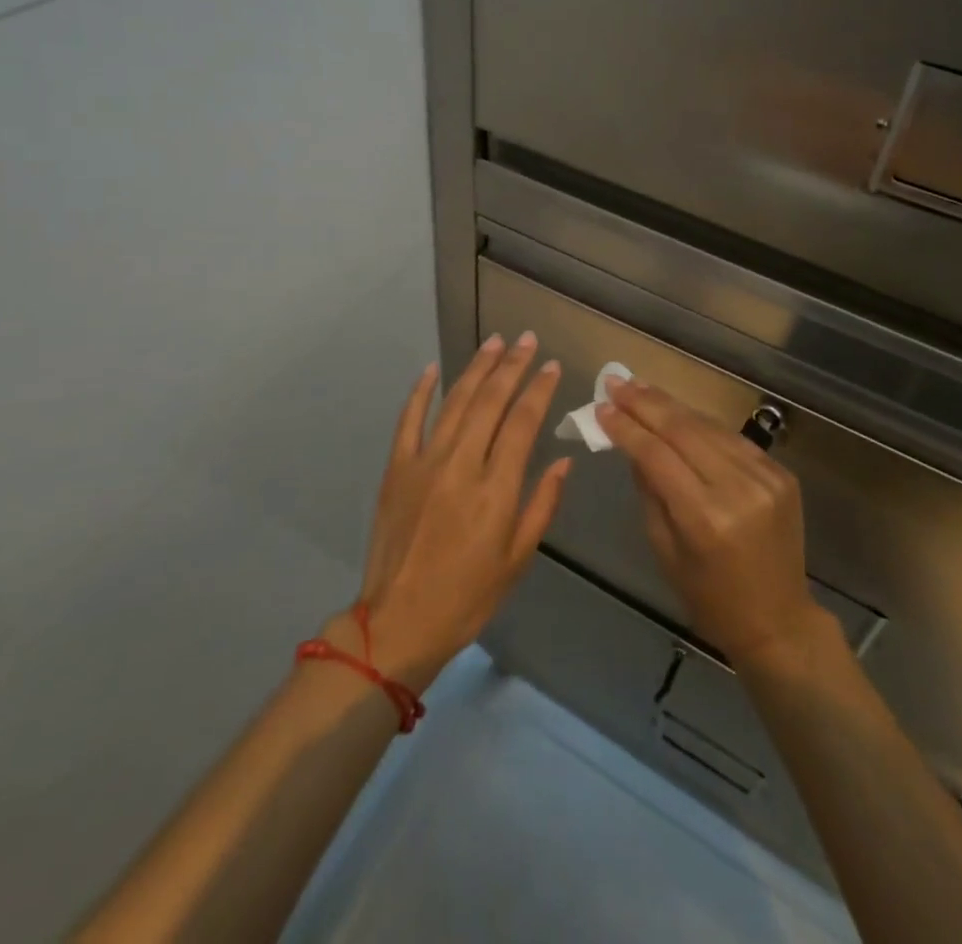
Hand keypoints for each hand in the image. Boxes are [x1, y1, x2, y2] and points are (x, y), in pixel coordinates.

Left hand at [346, 334, 570, 691]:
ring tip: (494, 341)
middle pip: (490, 402)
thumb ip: (542, 504)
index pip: (523, 423)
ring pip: (455, 402)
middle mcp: (462, 465)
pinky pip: (409, 420)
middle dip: (512, 366)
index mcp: (496, 489)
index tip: (552, 366)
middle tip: (528, 339)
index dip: (539, 390)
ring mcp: (424, 462)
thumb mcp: (518, 559)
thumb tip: (564, 461)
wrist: (399, 622)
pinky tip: (432, 369)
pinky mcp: (397, 468)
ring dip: (476, 368)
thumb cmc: (468, 597)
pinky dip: (420, 392)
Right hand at [596, 378, 833, 668]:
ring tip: (640, 388)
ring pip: (708, 426)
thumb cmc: (709, 597)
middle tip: (616, 382)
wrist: (779, 621)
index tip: (602, 406)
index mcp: (705, 518)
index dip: (626, 427)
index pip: (656, 455)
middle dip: (645, 403)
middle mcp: (738, 489)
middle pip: (683, 430)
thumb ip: (649, 490)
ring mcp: (765, 477)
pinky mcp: (781, 474)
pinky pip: (731, 438)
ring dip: (671, 405)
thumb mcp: (665, 550)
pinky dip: (701, 424)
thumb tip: (631, 444)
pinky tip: (678, 412)